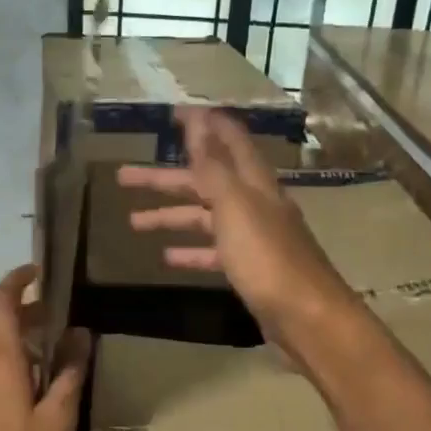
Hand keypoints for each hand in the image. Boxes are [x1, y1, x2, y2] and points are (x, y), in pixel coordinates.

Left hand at [0, 266, 90, 430]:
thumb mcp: (55, 422)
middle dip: (25, 318)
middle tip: (54, 327)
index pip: (3, 300)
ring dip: (10, 347)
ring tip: (38, 366)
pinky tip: (10, 397)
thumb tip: (81, 334)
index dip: (19, 280)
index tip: (38, 272)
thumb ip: (69, 374)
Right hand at [117, 107, 357, 360]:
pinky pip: (214, 252)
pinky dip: (191, 251)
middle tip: (124, 176)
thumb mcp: (235, 206)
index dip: (203, 124)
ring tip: (133, 222)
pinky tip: (167, 257)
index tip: (173, 113)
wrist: (306, 317)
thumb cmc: (267, 258)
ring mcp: (253, 237)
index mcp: (254, 183)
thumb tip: (199, 119)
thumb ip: (213, 165)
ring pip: (205, 218)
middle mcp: (255, 204)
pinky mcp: (250, 269)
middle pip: (205, 181)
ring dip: (171, 216)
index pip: (228, 140)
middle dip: (165, 178)